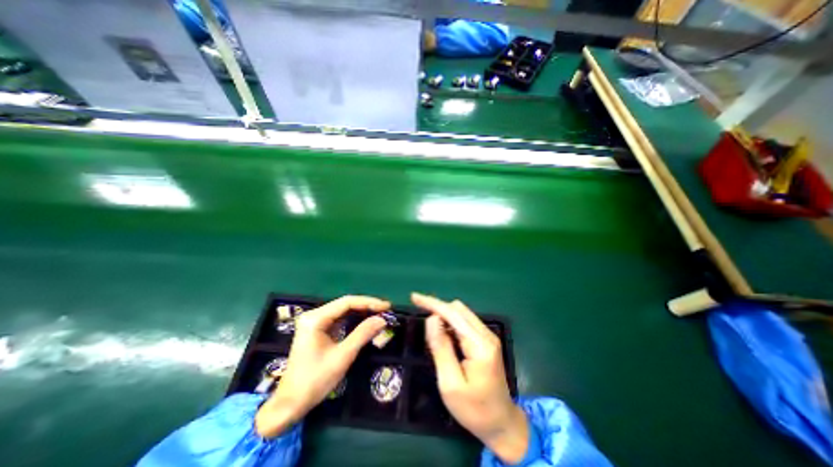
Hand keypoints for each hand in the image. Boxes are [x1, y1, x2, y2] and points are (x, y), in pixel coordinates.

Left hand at [257, 295, 388, 437]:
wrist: (290, 404)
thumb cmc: (315, 381)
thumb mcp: (342, 356)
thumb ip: (363, 334)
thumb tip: (382, 320)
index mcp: (316, 319)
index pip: (347, 302)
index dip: (369, 302)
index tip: (386, 306)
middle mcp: (314, 315)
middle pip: (345, 304)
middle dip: (367, 306)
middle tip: (386, 310)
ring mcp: (315, 322)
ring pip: (343, 311)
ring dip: (362, 312)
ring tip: (380, 314)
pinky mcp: (318, 330)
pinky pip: (340, 319)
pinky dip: (354, 320)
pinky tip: (366, 321)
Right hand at [414, 291, 529, 462]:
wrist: (502, 424)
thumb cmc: (474, 410)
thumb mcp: (450, 384)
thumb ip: (441, 348)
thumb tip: (432, 319)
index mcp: (479, 345)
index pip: (453, 314)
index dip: (432, 303)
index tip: (414, 297)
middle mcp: (486, 335)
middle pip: (458, 309)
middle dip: (437, 307)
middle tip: (419, 313)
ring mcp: (488, 337)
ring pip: (462, 313)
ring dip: (444, 314)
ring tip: (430, 327)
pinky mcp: (486, 341)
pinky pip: (465, 322)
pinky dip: (451, 322)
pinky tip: (443, 333)